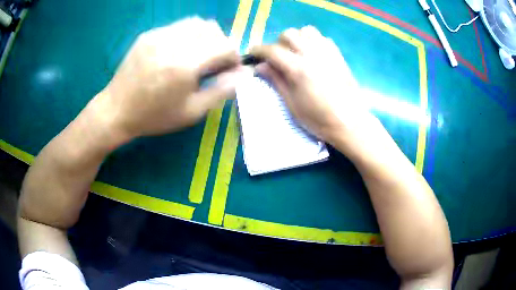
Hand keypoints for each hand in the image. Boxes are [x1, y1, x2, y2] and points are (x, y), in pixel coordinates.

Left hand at [95, 17, 241, 138]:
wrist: (116, 110)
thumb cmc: (154, 116)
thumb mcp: (192, 112)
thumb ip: (221, 90)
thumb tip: (244, 73)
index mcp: (185, 65)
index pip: (225, 46)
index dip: (234, 57)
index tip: (229, 70)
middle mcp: (173, 43)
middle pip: (213, 29)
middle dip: (220, 45)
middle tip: (213, 63)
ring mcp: (158, 35)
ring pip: (196, 23)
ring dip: (205, 37)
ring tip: (196, 55)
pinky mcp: (149, 34)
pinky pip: (177, 26)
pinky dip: (186, 36)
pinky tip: (176, 52)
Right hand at [251, 26, 375, 145]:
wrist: (349, 122)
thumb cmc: (319, 119)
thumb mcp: (292, 104)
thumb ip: (276, 81)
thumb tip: (260, 66)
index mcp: (298, 69)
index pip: (272, 50)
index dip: (259, 50)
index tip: (253, 53)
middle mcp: (312, 54)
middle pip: (289, 34)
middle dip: (278, 42)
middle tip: (277, 56)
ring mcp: (327, 52)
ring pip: (306, 31)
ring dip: (296, 38)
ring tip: (295, 52)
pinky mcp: (338, 55)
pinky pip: (322, 38)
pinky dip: (312, 40)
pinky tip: (312, 54)